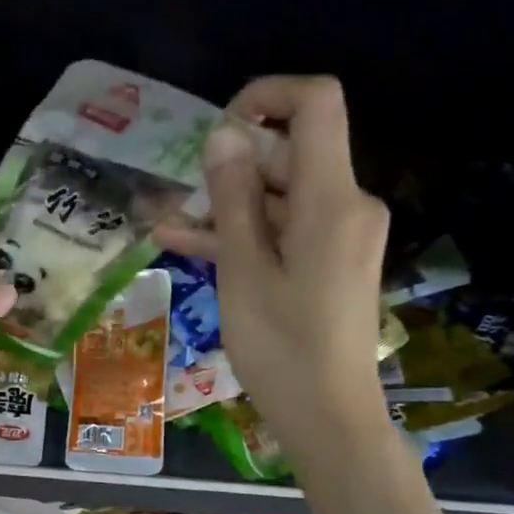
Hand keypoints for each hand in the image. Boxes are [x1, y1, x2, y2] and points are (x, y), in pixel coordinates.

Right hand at [158, 76, 392, 466]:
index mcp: (331, 199)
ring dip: (228, 206)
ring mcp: (340, 235)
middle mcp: (346, 205)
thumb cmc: (281, 346)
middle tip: (179, 192)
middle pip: (291, 154)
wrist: (328, 416)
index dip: (267, 96)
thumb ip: (233, 198)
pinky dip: (244, 234)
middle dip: (232, 165)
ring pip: (280, 197)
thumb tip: (223, 134)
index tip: (218, 128)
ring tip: (168, 223)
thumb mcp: (243, 270)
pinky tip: (186, 243)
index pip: (317, 105)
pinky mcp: (329, 261)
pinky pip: (284, 231)